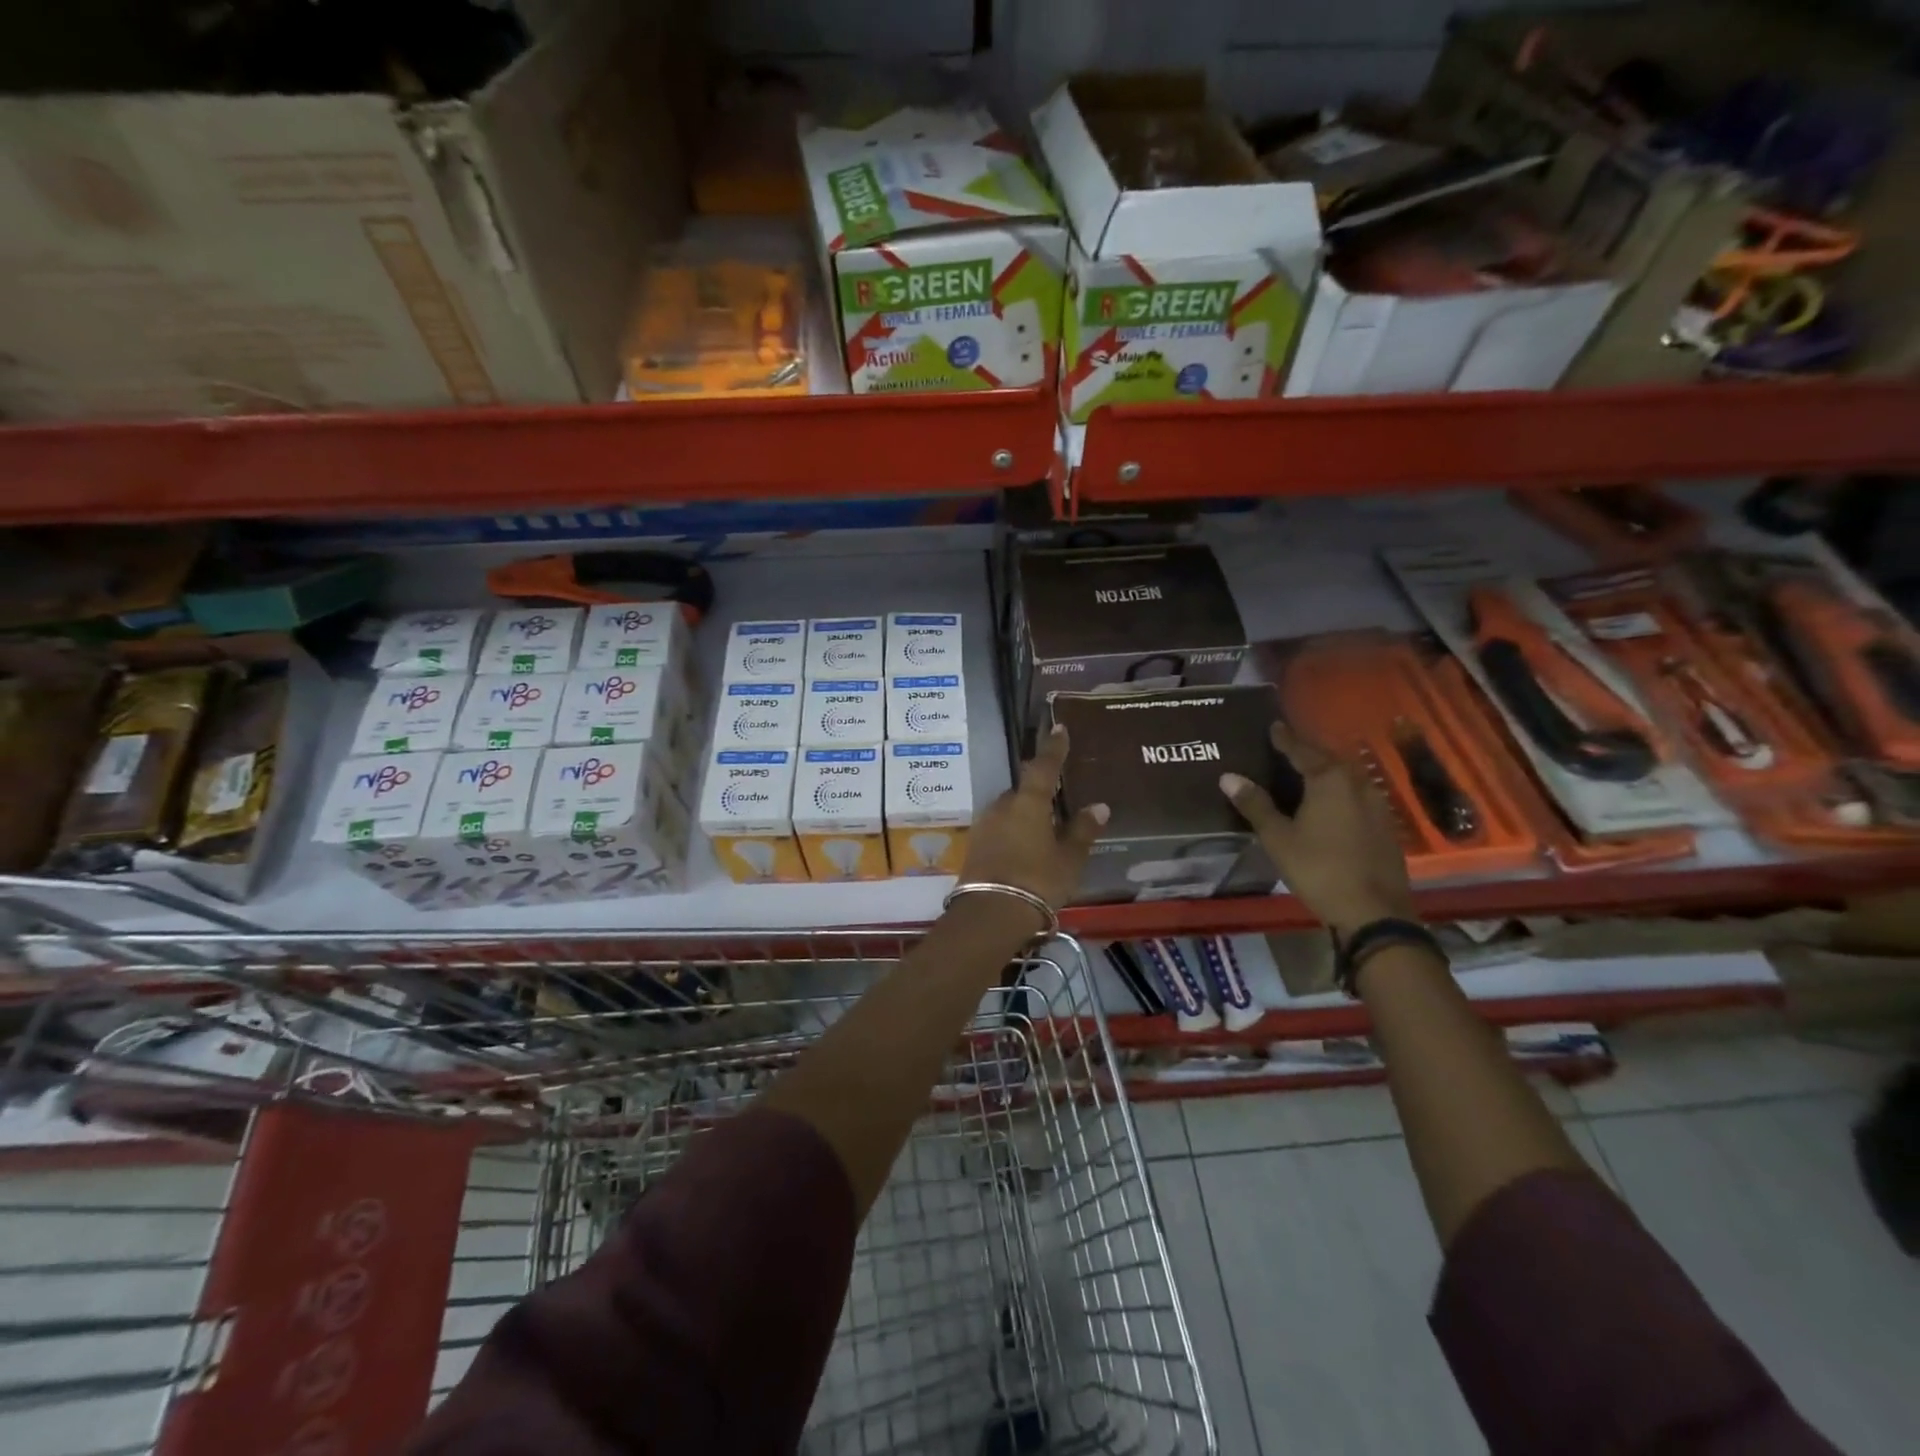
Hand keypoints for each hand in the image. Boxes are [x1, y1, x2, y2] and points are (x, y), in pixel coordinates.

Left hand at [957, 725, 1107, 918]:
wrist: (990, 913)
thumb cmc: (1037, 881)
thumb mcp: (1068, 859)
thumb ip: (1082, 830)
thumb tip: (1098, 806)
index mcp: (1028, 802)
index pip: (1044, 766)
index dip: (1053, 748)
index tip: (1058, 728)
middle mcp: (1002, 806)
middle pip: (1024, 790)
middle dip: (1039, 792)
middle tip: (1057, 800)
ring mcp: (985, 825)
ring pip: (1010, 810)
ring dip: (1025, 814)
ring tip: (1044, 829)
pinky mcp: (975, 845)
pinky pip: (1000, 828)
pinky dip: (1014, 831)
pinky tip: (1025, 847)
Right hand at [1219, 722, 1415, 938]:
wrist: (1374, 912)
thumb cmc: (1319, 869)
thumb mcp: (1278, 838)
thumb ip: (1255, 804)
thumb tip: (1228, 777)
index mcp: (1329, 779)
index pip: (1302, 750)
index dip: (1284, 738)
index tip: (1273, 726)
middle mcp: (1357, 783)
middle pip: (1328, 759)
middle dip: (1308, 752)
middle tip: (1287, 749)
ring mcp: (1376, 804)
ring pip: (1346, 777)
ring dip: (1326, 771)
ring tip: (1306, 773)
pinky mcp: (1385, 825)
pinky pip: (1357, 795)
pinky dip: (1339, 792)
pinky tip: (1329, 803)